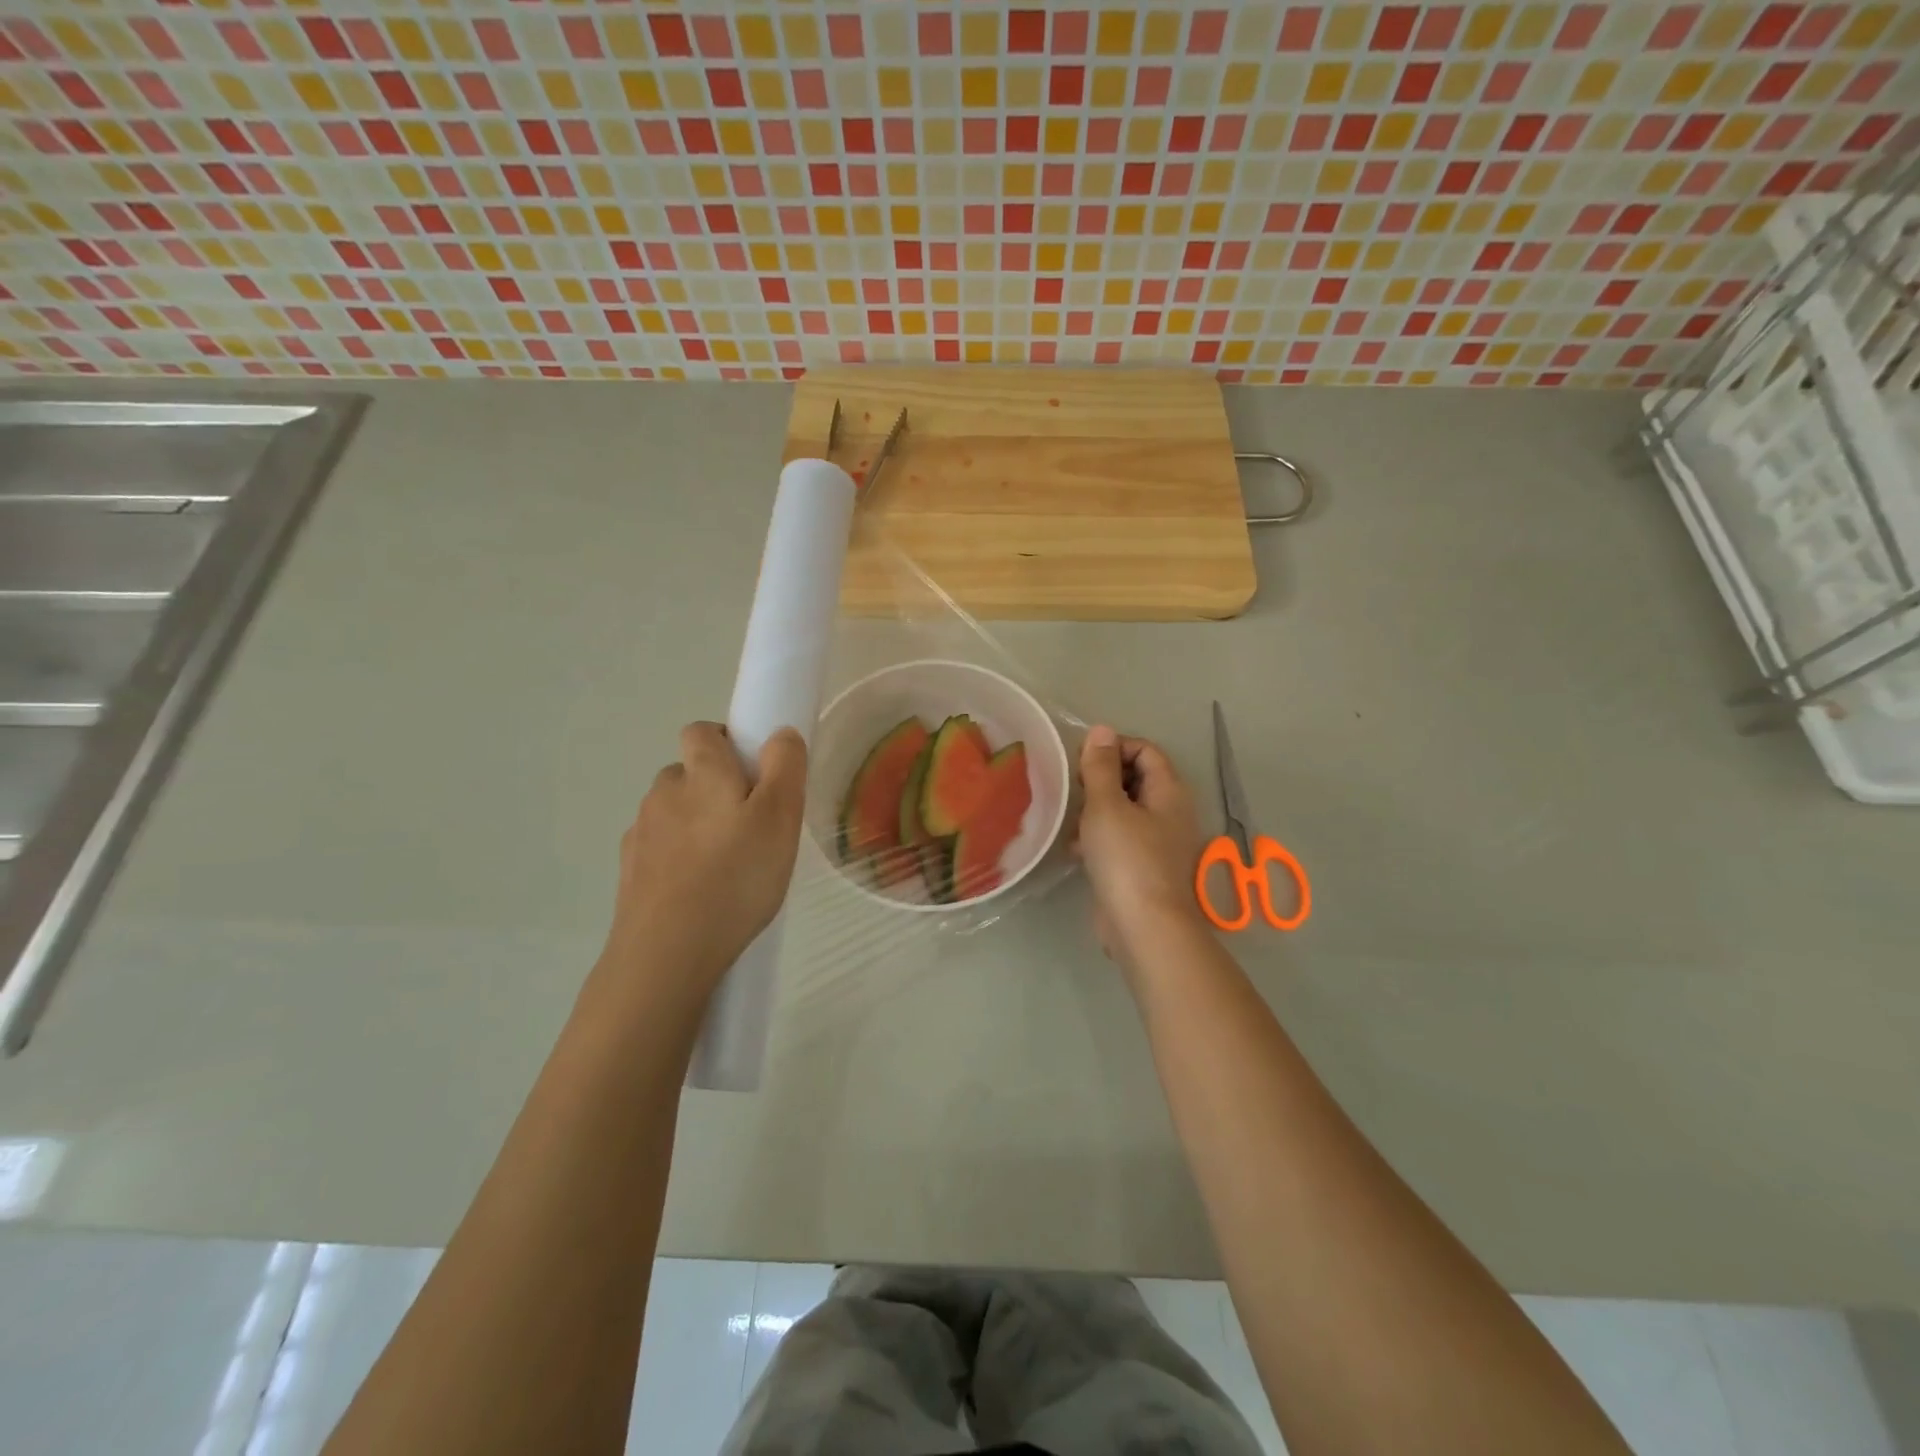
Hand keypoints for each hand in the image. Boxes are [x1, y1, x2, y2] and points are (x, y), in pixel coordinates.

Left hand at [600, 722, 807, 1000]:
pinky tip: (700, 890)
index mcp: (701, 772)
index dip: (727, 741)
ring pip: (673, 813)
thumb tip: (780, 733)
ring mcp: (641, 833)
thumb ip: (785, 766)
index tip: (754, 774)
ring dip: (695, 824)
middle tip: (751, 825)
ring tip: (727, 865)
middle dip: (715, 787)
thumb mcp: (781, 817)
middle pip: (688, 773)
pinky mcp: (630, 871)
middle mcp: (663, 792)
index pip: (701, 731)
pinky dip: (678, 858)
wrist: (667, 952)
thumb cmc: (736, 876)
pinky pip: (659, 849)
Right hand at [1074, 725, 1210, 967]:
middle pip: (1136, 778)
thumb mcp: (1106, 806)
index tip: (1082, 763)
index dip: (1113, 748)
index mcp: (1168, 791)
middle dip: (1101, 778)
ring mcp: (1158, 842)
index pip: (1145, 749)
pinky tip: (1076, 850)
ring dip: (1096, 809)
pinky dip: (1099, 838)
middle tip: (1074, 789)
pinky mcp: (1143, 867)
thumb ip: (1100, 767)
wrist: (1143, 928)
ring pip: (1124, 810)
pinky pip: (1120, 839)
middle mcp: (1169, 812)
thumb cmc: (1126, 859)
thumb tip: (1101, 730)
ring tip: (1071, 818)